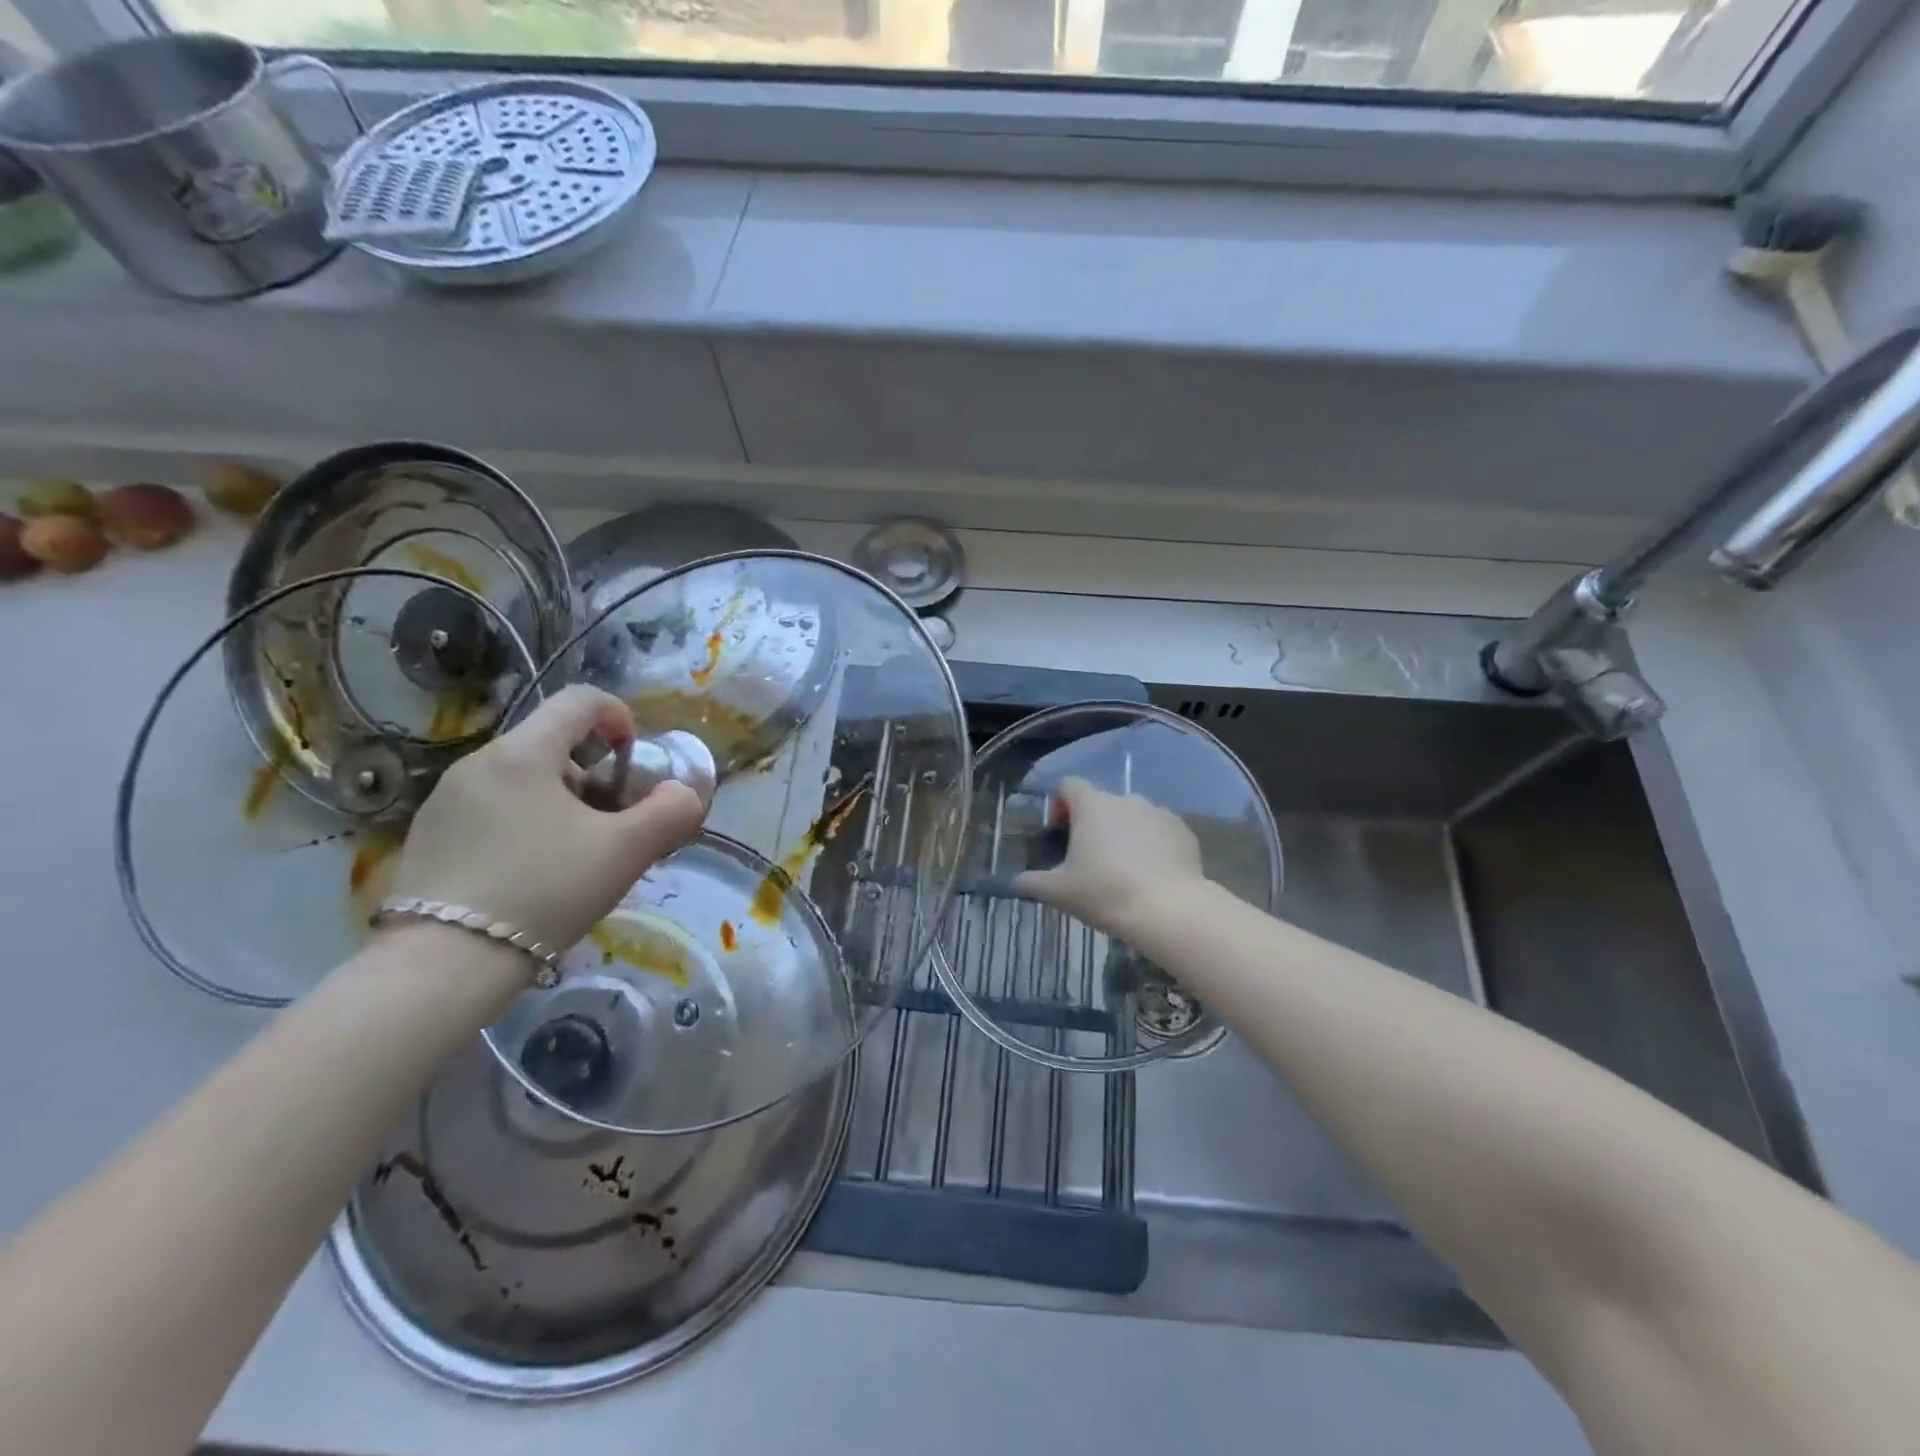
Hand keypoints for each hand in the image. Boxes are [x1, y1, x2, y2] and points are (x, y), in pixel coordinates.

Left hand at [389, 685, 706, 952]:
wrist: (443, 964)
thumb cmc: (544, 891)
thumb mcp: (625, 851)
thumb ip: (670, 812)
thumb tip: (683, 793)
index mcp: (523, 753)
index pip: (580, 701)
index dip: (620, 718)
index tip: (634, 761)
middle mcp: (479, 762)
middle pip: (553, 741)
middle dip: (596, 771)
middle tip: (613, 820)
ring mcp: (447, 798)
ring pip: (523, 777)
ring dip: (563, 799)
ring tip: (577, 851)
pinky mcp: (430, 833)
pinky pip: (494, 806)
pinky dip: (527, 821)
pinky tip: (534, 871)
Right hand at [1014, 777, 1205, 936]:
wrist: (1169, 909)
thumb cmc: (1105, 893)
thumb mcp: (1058, 892)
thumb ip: (1032, 882)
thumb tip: (1015, 881)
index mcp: (1092, 805)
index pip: (1069, 785)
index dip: (1060, 805)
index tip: (1059, 834)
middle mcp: (1126, 799)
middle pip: (1101, 802)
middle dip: (1092, 825)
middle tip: (1087, 860)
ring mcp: (1159, 813)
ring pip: (1132, 816)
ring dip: (1123, 834)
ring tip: (1122, 870)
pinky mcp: (1184, 832)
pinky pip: (1159, 832)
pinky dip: (1151, 846)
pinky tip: (1150, 876)